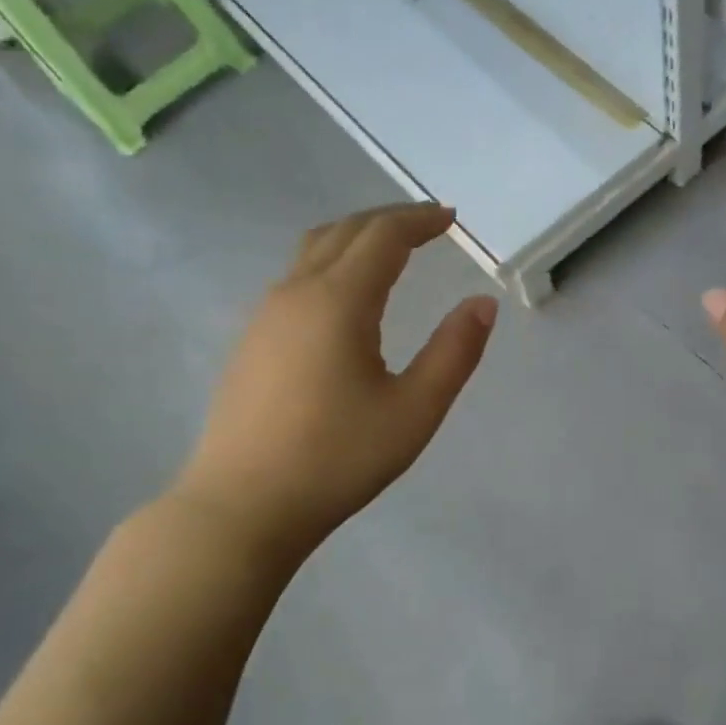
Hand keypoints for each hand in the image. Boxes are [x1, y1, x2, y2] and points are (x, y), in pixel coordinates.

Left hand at [171, 204, 496, 568]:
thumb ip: (454, 351)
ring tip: (392, 248)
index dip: (420, 220)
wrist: (242, 506)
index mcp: (339, 302)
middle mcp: (296, 293)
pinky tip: (347, 294)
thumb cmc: (338, 458)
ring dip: (357, 236)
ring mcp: (266, 315)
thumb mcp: (415, 410)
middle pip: (345, 231)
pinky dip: (332, 260)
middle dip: (390, 219)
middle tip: (429, 224)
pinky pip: (297, 275)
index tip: (451, 217)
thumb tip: (483, 303)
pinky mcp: (252, 340)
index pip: (383, 236)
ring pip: (314, 249)